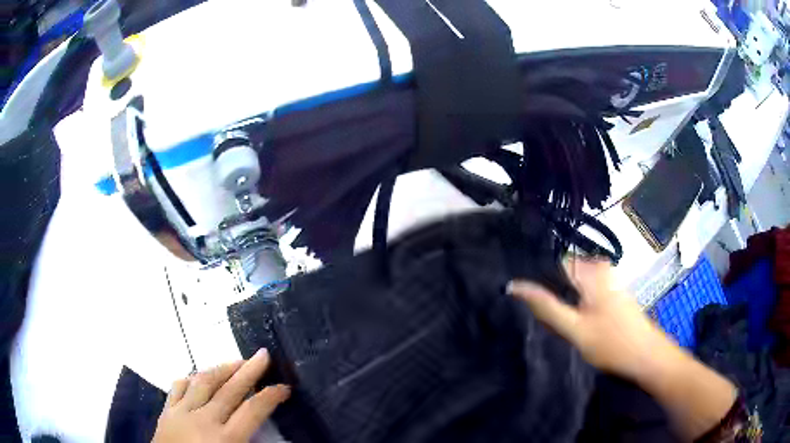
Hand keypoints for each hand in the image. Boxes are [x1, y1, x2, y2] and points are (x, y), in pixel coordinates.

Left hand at [153, 349, 289, 442]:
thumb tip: (267, 437)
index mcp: (225, 440)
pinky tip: (197, 376)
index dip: (270, 396)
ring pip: (203, 382)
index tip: (284, 387)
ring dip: (222, 369)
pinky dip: (189, 378)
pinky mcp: (167, 411)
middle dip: (250, 371)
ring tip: (236, 360)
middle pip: (230, 390)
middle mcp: (205, 421)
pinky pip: (178, 387)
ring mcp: (182, 412)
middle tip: (264, 354)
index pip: (253, 412)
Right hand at [509, 259, 737, 439]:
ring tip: (553, 320)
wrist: (647, 356)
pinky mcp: (611, 291)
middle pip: (561, 273)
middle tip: (537, 316)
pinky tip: (572, 321)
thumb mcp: (574, 329)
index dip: (534, 279)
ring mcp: (607, 278)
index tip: (518, 297)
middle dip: (548, 292)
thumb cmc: (612, 343)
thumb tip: (514, 285)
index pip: (551, 262)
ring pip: (572, 284)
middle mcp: (600, 266)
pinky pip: (583, 291)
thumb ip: (545, 306)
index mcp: (590, 269)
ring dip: (561, 300)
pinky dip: (573, 304)